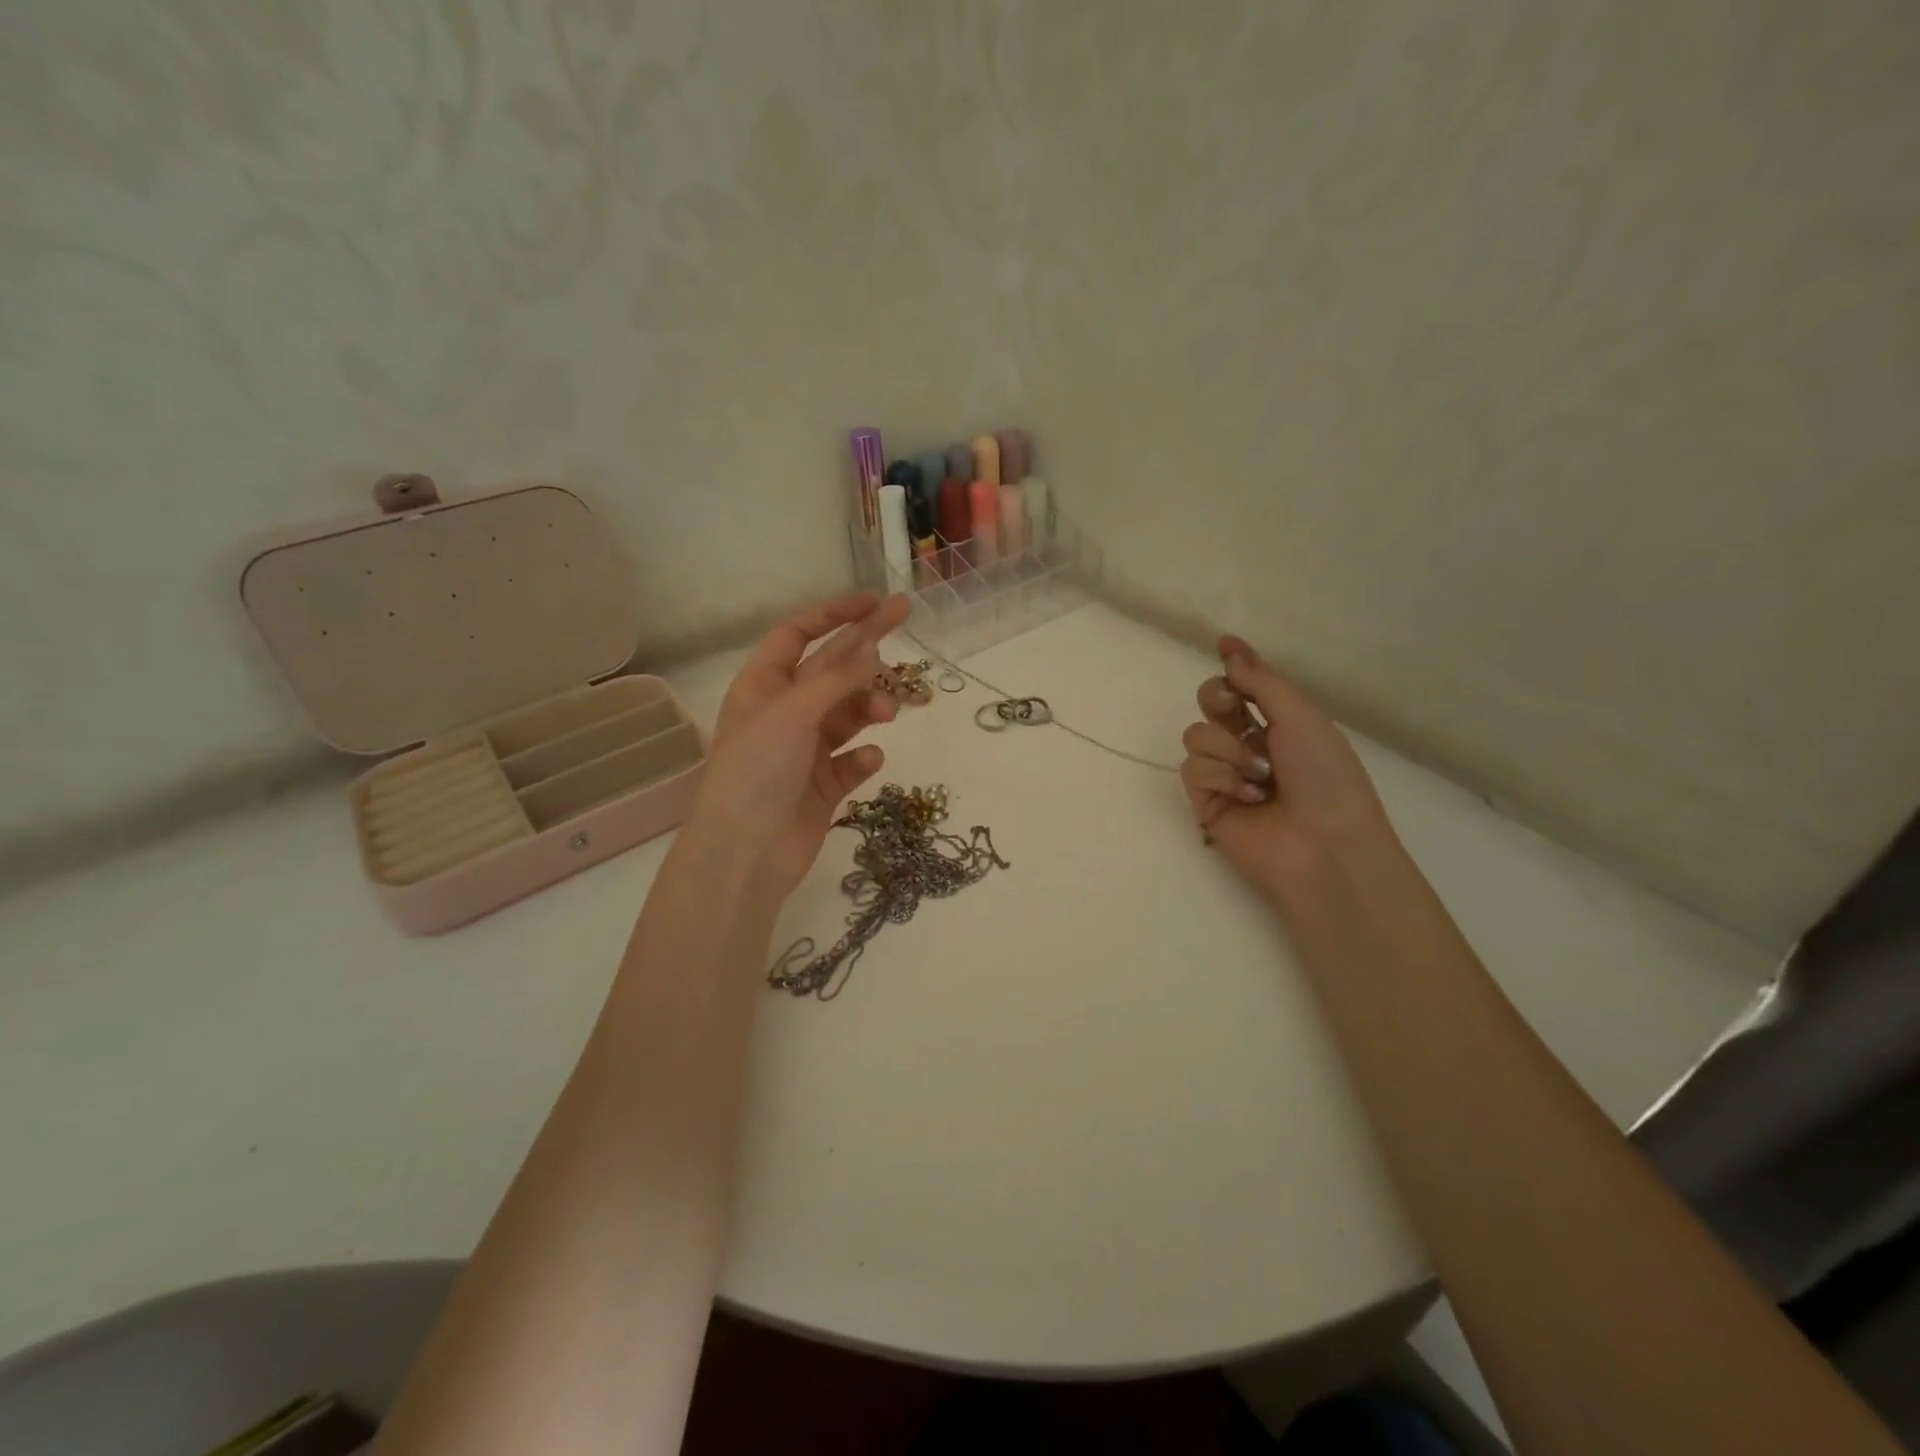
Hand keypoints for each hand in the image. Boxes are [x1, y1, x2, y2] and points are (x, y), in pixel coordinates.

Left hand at [683, 593, 912, 900]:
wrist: (746, 853)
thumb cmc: (758, 771)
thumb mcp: (793, 713)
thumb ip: (836, 679)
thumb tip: (873, 645)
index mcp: (763, 686)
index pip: (797, 635)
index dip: (833, 614)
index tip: (874, 603)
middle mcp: (784, 713)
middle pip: (831, 669)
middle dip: (866, 648)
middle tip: (906, 621)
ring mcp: (804, 750)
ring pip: (848, 714)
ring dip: (869, 707)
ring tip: (888, 713)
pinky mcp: (822, 786)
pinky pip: (852, 761)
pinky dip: (864, 757)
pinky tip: (870, 760)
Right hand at [1180, 635, 1397, 901]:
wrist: (1324, 845)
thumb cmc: (1325, 777)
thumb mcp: (1301, 717)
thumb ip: (1260, 681)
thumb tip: (1229, 647)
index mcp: (1279, 722)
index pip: (1244, 685)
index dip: (1233, 666)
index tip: (1223, 646)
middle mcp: (1249, 743)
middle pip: (1210, 704)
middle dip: (1218, 700)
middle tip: (1234, 710)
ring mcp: (1225, 774)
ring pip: (1196, 736)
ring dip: (1227, 750)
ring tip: (1258, 776)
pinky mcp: (1206, 802)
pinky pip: (1193, 769)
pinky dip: (1221, 779)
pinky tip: (1248, 798)